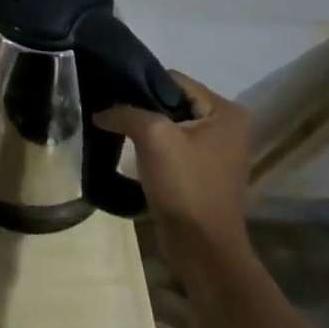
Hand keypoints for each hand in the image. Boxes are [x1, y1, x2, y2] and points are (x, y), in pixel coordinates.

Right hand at [94, 72, 251, 249]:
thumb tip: (101, 112)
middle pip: (172, 102)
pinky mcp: (202, 173)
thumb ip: (125, 112)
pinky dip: (151, 148)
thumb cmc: (185, 185)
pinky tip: (129, 152)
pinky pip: (172, 147)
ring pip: (169, 126)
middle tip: (108, 110)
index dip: (141, 83)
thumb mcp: (153, 137)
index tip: (111, 92)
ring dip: (144, 129)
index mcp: (226, 112)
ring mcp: (216, 152)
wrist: (201, 247)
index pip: (174, 80)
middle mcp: (227, 127)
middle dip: (141, 106)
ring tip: (113, 129)